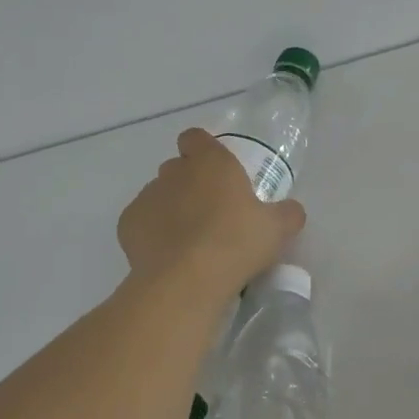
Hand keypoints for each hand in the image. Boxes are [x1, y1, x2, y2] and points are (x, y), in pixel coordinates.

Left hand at [118, 129, 306, 294]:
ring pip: (158, 195)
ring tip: (188, 241)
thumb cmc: (236, 243)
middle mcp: (174, 172)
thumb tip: (291, 210)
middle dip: (189, 183)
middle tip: (210, 213)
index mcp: (211, 162)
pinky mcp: (127, 224)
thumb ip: (287, 213)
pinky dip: (151, 233)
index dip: (203, 150)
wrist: (186, 281)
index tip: (216, 172)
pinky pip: (142, 222)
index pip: (196, 138)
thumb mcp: (278, 229)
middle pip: (177, 168)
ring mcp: (147, 196)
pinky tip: (167, 256)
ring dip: (170, 209)